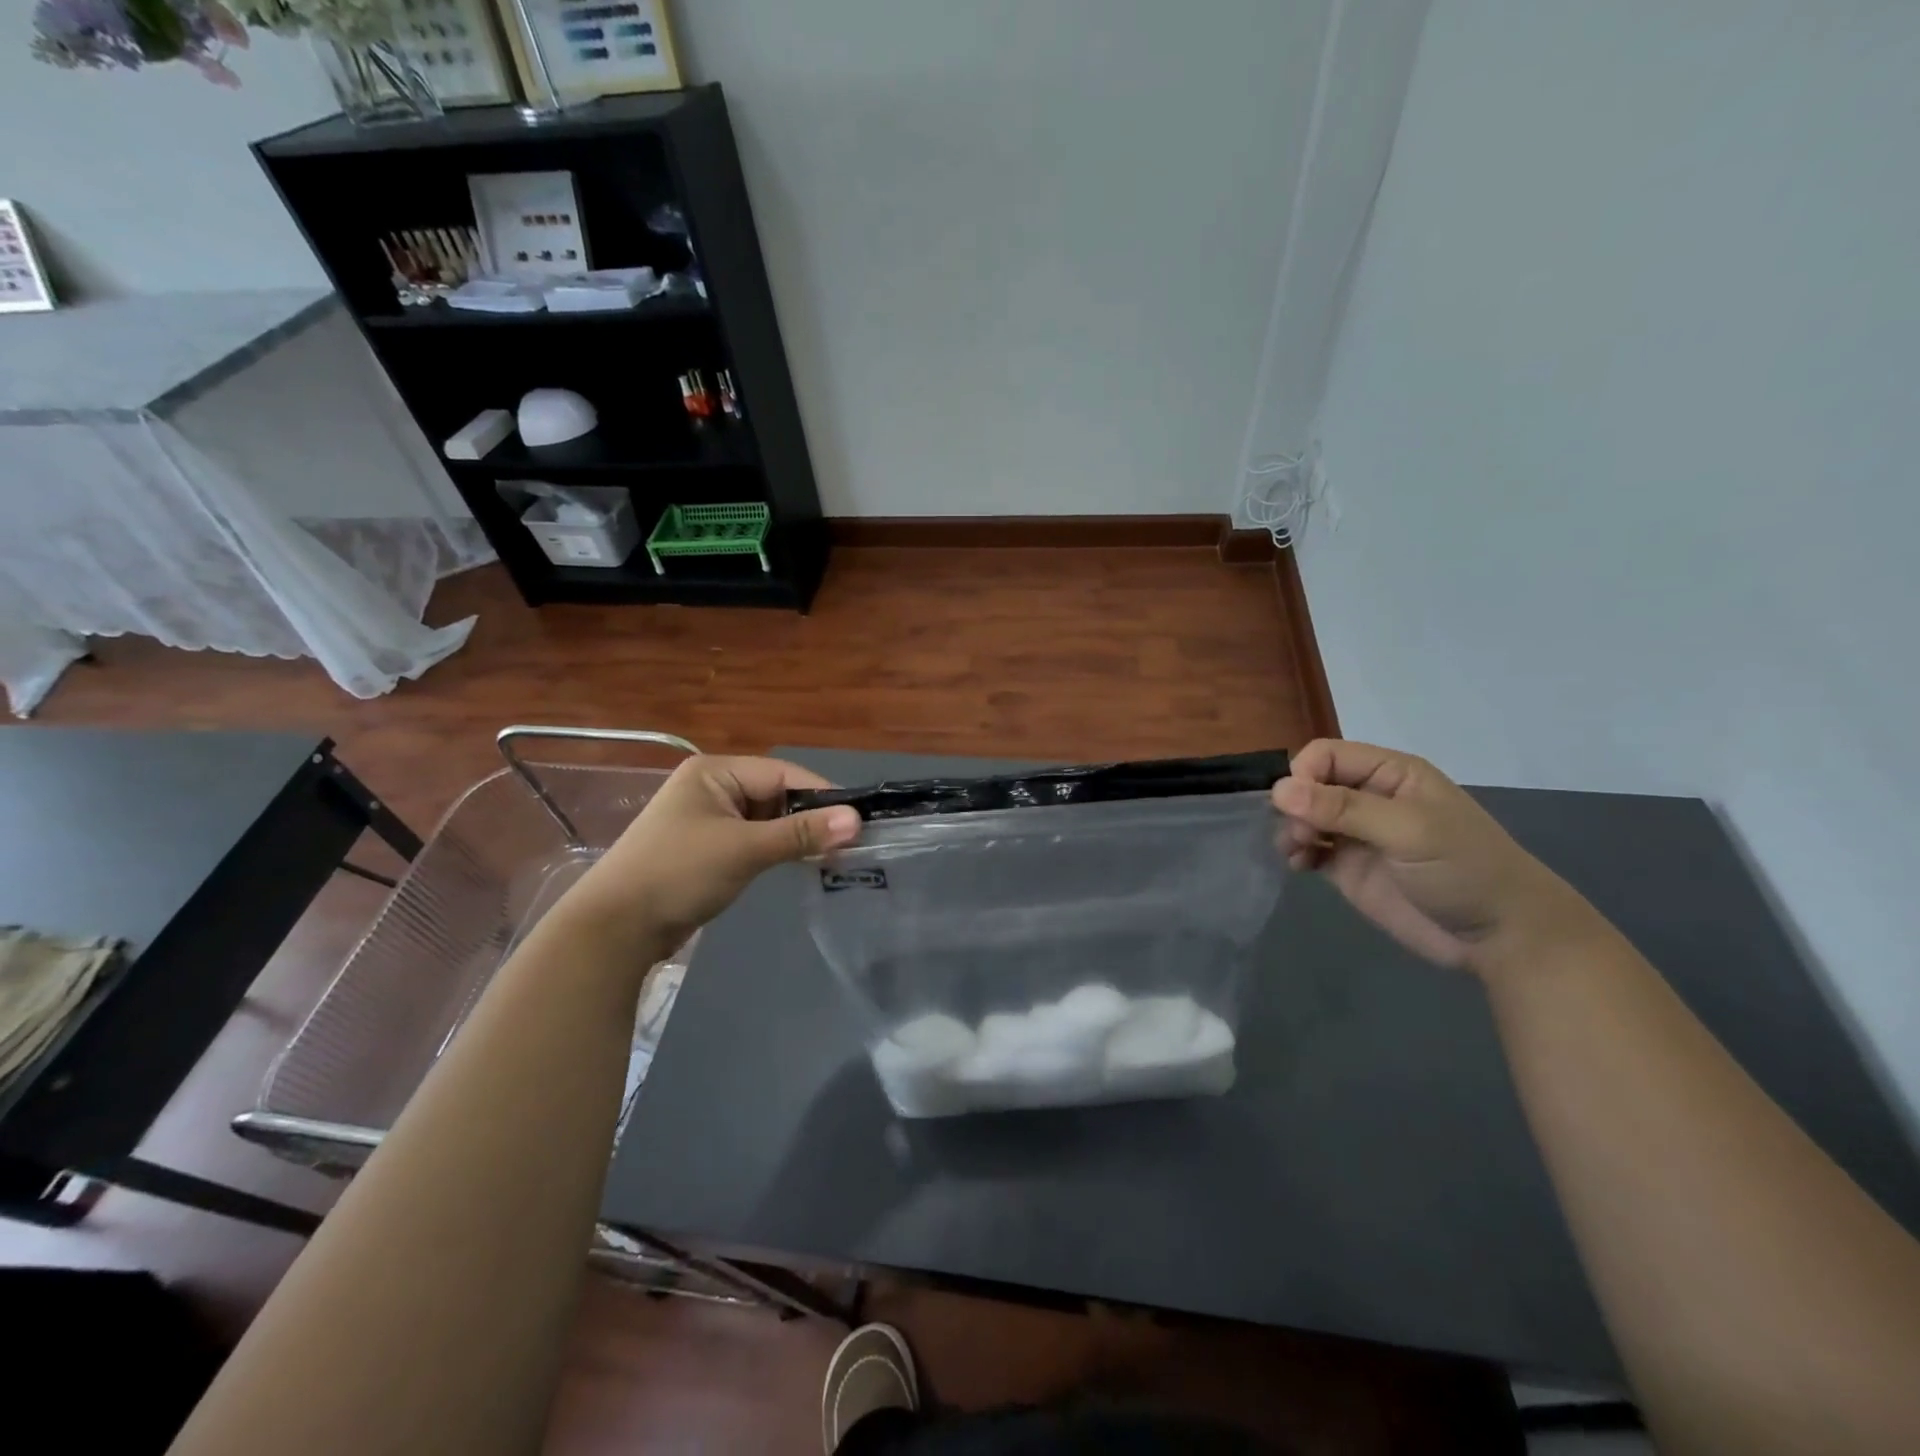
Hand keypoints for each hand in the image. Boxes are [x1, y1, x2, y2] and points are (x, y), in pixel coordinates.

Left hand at [561, 755, 860, 959]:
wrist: (615, 929)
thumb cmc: (679, 873)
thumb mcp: (744, 849)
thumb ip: (801, 833)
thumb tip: (857, 820)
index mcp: (714, 771)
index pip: (782, 773)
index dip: (821, 795)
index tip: (857, 819)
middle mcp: (712, 787)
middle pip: (776, 794)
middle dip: (810, 817)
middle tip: (849, 842)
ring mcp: (708, 819)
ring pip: (767, 819)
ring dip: (795, 836)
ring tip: (832, 856)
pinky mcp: (708, 849)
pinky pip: (753, 840)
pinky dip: (777, 849)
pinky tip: (801, 863)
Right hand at [1271, 739, 1598, 978]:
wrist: (1500, 937)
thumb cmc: (1463, 869)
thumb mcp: (1408, 831)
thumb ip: (1343, 809)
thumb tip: (1278, 790)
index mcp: (1390, 773)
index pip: (1326, 755)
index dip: (1303, 774)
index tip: (1295, 806)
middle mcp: (1368, 797)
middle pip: (1308, 784)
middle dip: (1294, 805)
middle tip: (1301, 835)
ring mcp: (1356, 833)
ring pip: (1303, 816)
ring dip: (1290, 829)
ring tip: (1296, 852)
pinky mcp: (1347, 867)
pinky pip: (1307, 848)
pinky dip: (1295, 853)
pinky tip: (1299, 865)